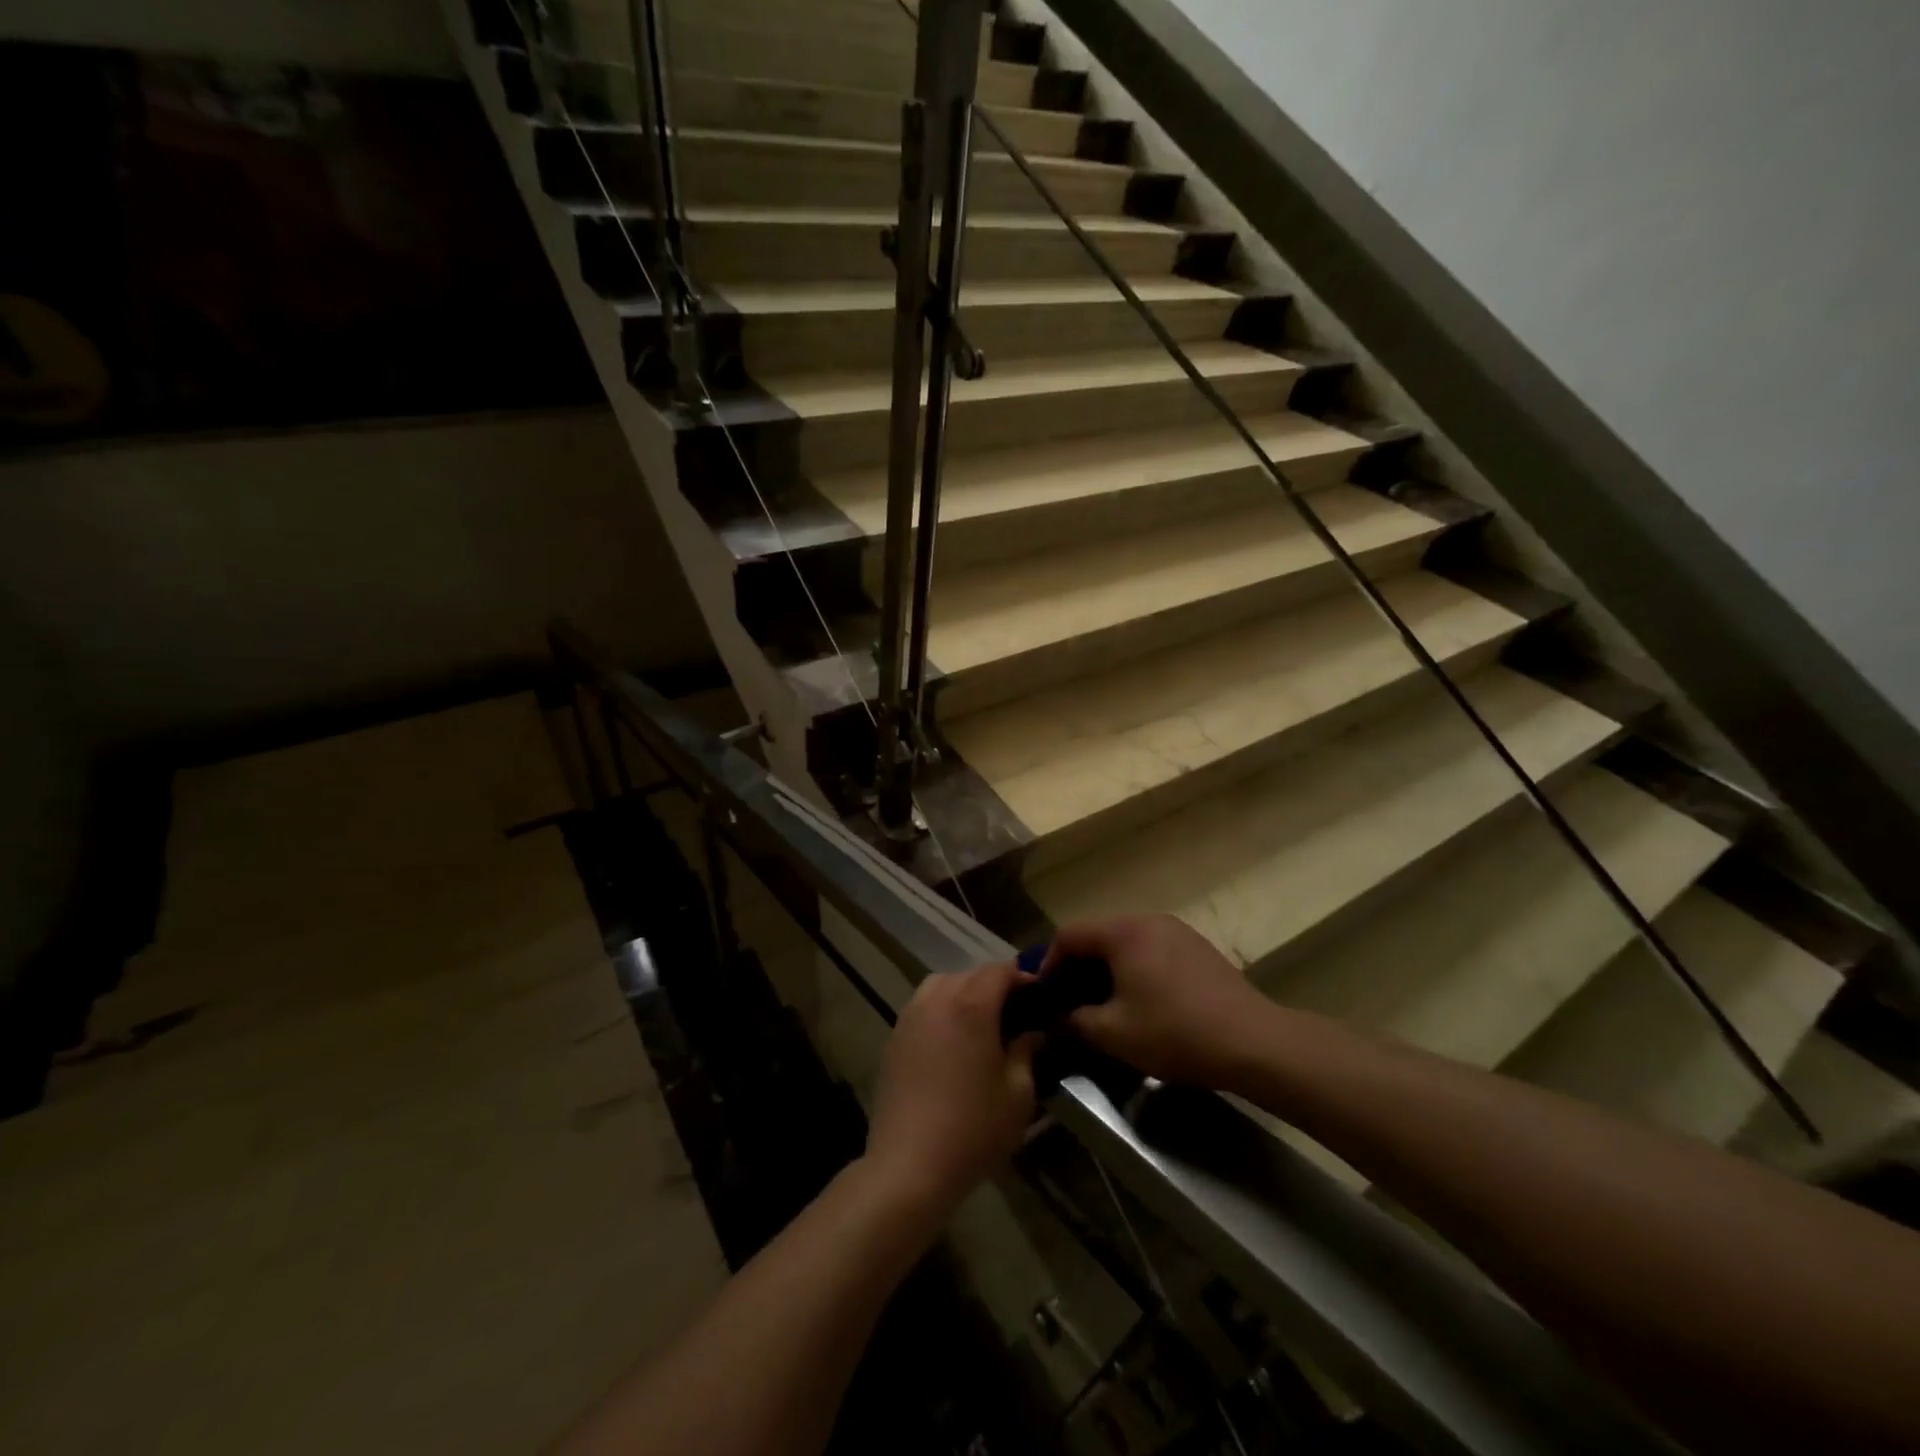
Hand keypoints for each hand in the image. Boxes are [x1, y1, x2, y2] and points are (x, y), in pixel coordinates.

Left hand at [862, 961, 1039, 1219]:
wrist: (908, 1166)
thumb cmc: (972, 1130)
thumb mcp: (1018, 1095)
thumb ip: (1027, 1053)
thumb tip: (1032, 1032)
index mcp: (971, 1006)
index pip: (1000, 970)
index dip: (1022, 978)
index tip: (1040, 996)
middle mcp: (938, 999)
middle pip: (970, 974)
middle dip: (995, 985)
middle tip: (1015, 1013)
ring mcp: (910, 1016)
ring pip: (942, 984)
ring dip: (965, 992)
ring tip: (981, 1022)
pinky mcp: (894, 1037)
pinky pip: (922, 1005)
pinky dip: (941, 1008)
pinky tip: (952, 1040)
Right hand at [1048, 914, 1273, 1086]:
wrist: (1253, 1042)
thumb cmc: (1175, 1031)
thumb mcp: (1113, 1033)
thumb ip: (1074, 1022)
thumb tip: (1054, 1021)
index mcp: (1123, 931)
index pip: (1069, 935)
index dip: (1048, 964)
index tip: (1045, 998)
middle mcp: (1148, 919)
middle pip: (1097, 935)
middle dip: (1078, 969)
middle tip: (1070, 1004)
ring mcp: (1177, 931)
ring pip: (1125, 943)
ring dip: (1107, 971)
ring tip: (1103, 1006)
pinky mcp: (1197, 948)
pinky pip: (1151, 950)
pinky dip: (1134, 970)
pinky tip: (1141, 1003)